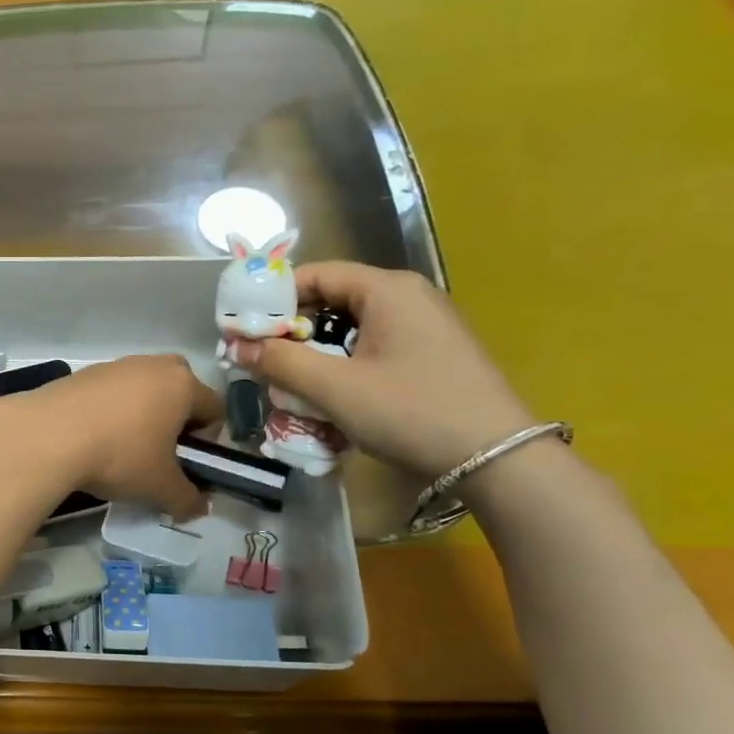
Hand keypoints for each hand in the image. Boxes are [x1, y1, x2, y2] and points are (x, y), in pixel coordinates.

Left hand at [0, 354, 221, 518]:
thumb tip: (199, 509)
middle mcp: (153, 365)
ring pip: (142, 389)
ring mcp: (116, 365)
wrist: (48, 436)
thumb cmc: (119, 456)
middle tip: (159, 452)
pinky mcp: (83, 373)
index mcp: (183, 385)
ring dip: (141, 414)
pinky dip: (110, 411)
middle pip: (179, 390)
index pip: (216, 408)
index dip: (209, 440)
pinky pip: (110, 392)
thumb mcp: (159, 487)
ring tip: (121, 449)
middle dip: (176, 419)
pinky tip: (93, 438)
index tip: (188, 464)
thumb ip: (187, 499)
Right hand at [227, 262, 534, 478]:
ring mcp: (424, 327)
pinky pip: (372, 350)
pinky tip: (333, 400)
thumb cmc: (411, 411)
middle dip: (292, 333)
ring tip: (293, 388)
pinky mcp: (431, 355)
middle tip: (263, 363)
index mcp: (387, 289)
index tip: (242, 329)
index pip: (315, 274)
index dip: (273, 299)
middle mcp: (407, 297)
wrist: (497, 459)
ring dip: (316, 356)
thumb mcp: (335, 388)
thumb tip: (236, 345)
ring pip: (350, 330)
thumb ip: (281, 362)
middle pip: (331, 302)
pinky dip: (344, 368)